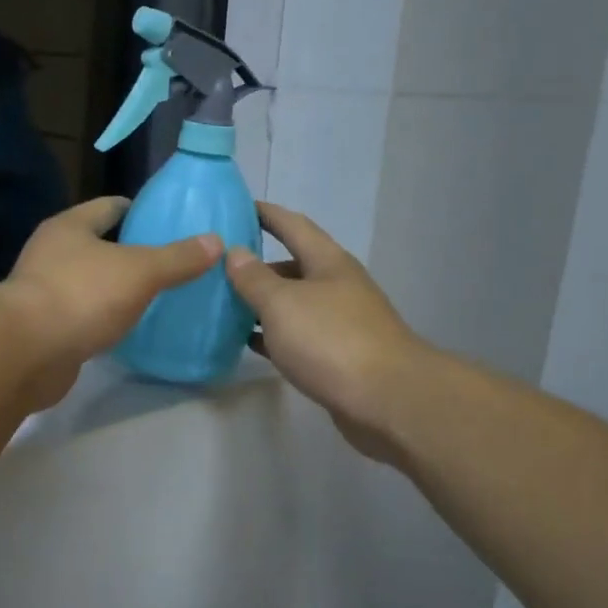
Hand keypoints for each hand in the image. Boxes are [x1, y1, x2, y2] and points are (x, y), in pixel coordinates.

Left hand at [0, 197, 222, 405]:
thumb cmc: (82, 296)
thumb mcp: (140, 271)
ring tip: (155, 295)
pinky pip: (82, 315)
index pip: (109, 206)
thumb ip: (177, 258)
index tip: (169, 222)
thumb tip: (216, 241)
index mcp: (69, 227)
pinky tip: (128, 328)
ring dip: (116, 288)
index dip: (139, 210)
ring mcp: (44, 292)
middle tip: (171, 262)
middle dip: (131, 252)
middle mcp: (51, 253)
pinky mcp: (44, 328)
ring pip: (89, 282)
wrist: (27, 353)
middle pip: (98, 244)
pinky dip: (103, 319)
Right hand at [225, 201, 424, 459]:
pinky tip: (250, 342)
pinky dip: (274, 335)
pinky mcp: (340, 356)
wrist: (387, 400)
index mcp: (328, 263)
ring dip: (264, 303)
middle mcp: (338, 286)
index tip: (237, 207)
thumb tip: (236, 252)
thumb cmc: (331, 340)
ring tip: (226, 305)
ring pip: (295, 304)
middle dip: (259, 266)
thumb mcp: (282, 304)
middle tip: (220, 268)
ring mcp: (342, 322)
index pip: (293, 225)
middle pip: (294, 266)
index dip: (266, 214)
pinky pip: (299, 336)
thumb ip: (255, 278)